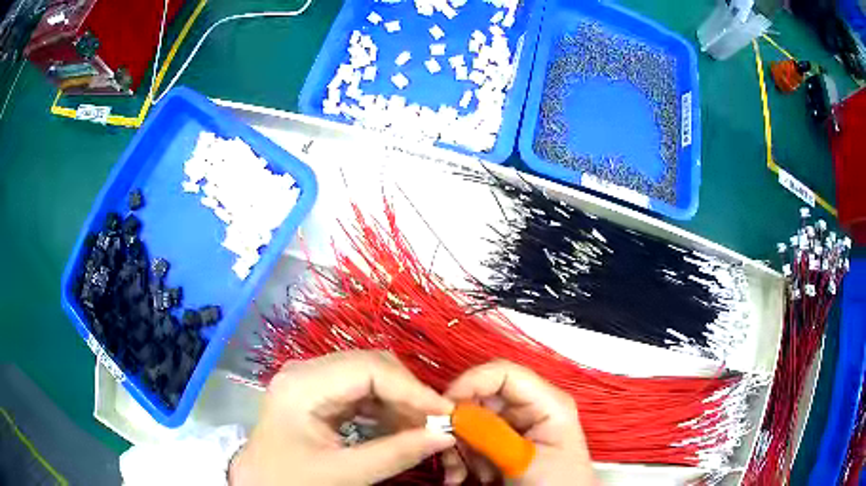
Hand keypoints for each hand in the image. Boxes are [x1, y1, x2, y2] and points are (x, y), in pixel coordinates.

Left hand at [230, 351, 455, 485]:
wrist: (258, 484)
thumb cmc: (290, 480)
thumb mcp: (342, 474)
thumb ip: (395, 454)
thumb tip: (445, 435)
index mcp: (302, 385)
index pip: (369, 369)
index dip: (412, 389)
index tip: (445, 413)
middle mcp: (306, 371)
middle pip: (372, 366)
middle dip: (409, 393)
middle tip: (437, 423)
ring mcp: (312, 380)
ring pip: (372, 377)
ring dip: (401, 401)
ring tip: (422, 429)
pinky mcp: (320, 394)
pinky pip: (363, 392)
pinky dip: (387, 409)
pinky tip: (400, 429)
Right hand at [442, 361, 594, 484]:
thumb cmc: (557, 484)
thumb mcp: (522, 460)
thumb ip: (489, 434)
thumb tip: (454, 413)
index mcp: (547, 402)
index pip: (503, 373)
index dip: (470, 383)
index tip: (443, 408)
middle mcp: (530, 408)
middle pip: (481, 397)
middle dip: (459, 424)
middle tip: (448, 449)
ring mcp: (516, 426)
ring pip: (470, 421)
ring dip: (458, 446)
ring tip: (460, 472)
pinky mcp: (504, 443)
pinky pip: (471, 440)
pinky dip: (460, 457)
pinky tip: (463, 475)